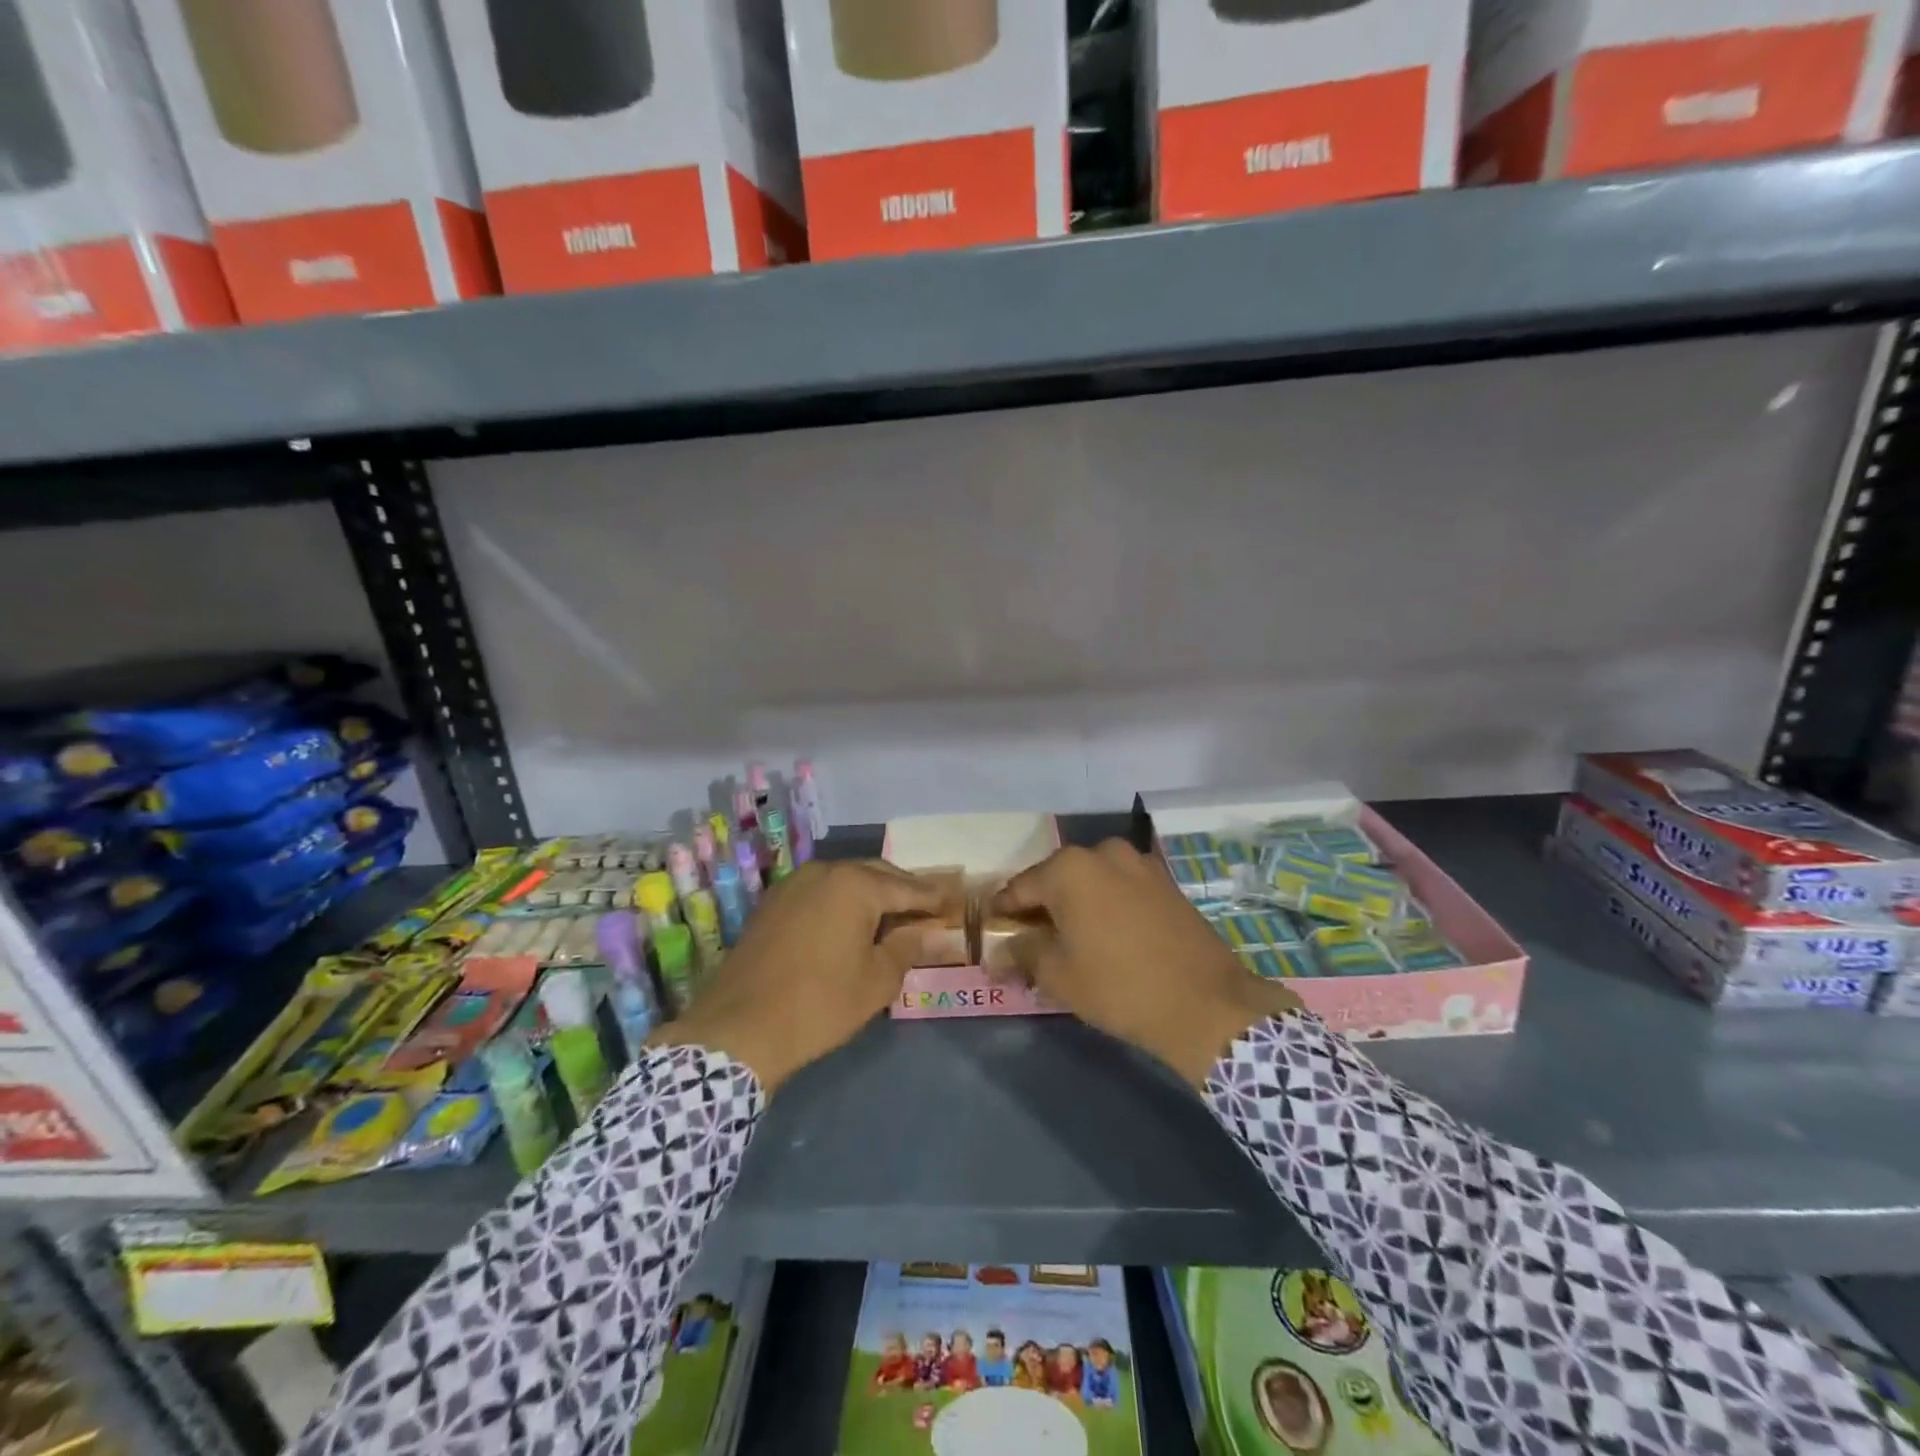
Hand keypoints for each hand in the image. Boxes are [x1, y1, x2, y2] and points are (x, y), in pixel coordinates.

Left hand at [648, 859, 945, 1093]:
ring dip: (871, 895)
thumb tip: (930, 931)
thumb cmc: (819, 1004)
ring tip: (892, 918)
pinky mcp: (772, 903)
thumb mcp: (877, 980)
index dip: (933, 898)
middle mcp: (824, 872)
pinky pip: (820, 893)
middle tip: (927, 910)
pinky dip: (842, 903)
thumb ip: (908, 947)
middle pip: (875, 875)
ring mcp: (793, 884)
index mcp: (855, 885)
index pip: (907, 887)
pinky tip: (851, 925)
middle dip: (903, 891)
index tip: (955, 902)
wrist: (739, 1028)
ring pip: (845, 881)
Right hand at [993, 840, 1303, 1086]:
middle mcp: (1103, 853)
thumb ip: (1023, 953)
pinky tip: (1105, 934)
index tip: (991, 930)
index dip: (1002, 911)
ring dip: (1075, 904)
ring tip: (1068, 938)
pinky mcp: (1166, 882)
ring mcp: (1139, 864)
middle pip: (1056, 879)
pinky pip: (1120, 887)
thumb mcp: (1059, 975)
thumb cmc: (1119, 986)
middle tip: (1029, 938)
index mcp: (1070, 868)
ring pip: (1091, 881)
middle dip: (1040, 906)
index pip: (1020, 887)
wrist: (1206, 1004)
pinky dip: (1105, 905)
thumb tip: (1000, 949)